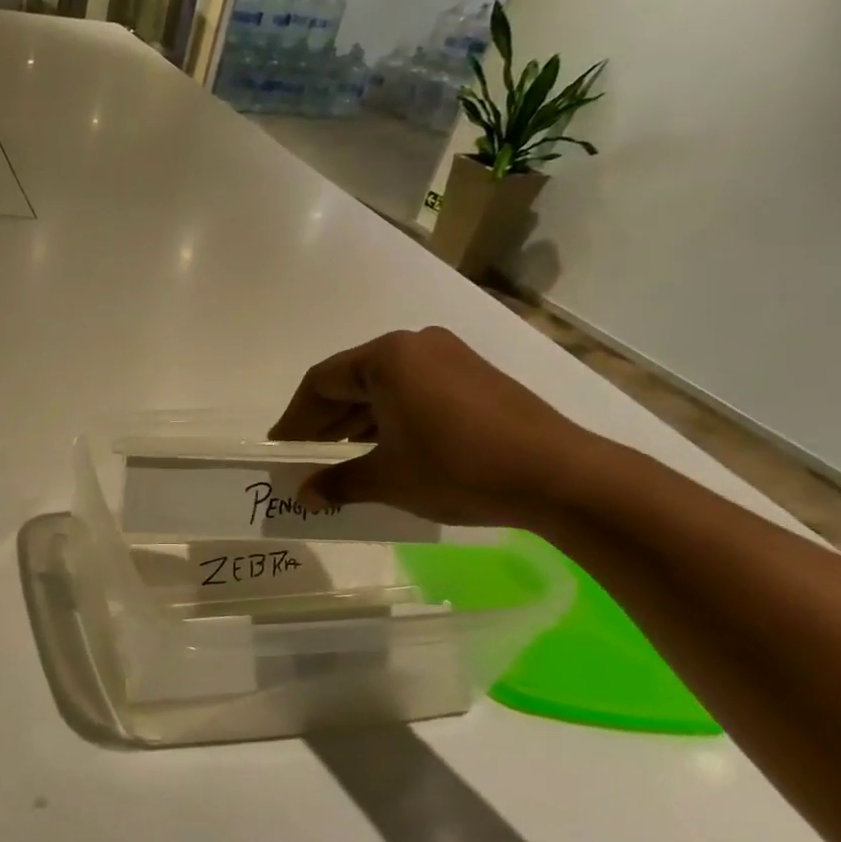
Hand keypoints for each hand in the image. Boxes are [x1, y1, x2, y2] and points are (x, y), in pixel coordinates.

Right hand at [268, 327, 594, 526]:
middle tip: (305, 459)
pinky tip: (383, 452)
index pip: (321, 382)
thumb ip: (337, 483)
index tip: (280, 450)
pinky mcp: (474, 378)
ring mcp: (449, 359)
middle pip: (351, 381)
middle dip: (324, 423)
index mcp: (387, 358)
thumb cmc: (458, 468)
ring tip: (340, 462)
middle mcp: (415, 346)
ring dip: (356, 424)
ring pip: (383, 388)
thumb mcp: (387, 479)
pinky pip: (413, 393)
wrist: (559, 476)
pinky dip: (389, 420)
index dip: (294, 419)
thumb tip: (304, 495)